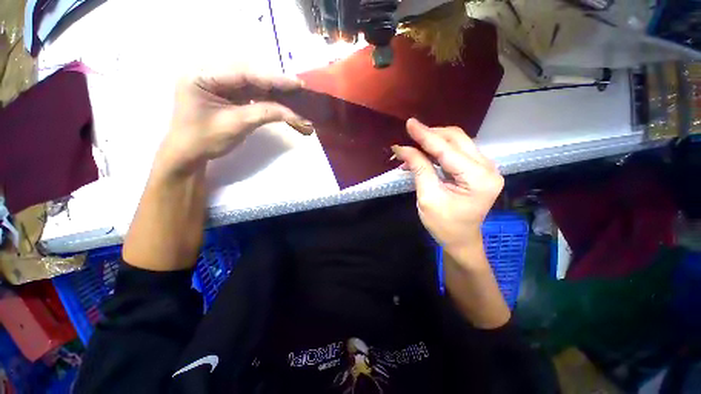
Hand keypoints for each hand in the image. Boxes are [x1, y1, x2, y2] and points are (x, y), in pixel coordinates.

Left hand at [156, 68, 304, 175]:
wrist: (189, 153)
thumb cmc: (205, 140)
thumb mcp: (236, 125)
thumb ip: (265, 113)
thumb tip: (294, 113)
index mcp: (202, 75)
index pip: (243, 72)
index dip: (272, 78)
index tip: (296, 83)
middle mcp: (210, 72)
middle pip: (249, 73)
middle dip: (275, 83)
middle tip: (299, 88)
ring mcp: (219, 82)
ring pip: (253, 82)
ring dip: (274, 90)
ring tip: (295, 95)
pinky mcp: (227, 92)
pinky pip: (251, 92)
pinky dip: (268, 98)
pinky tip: (282, 100)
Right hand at [391, 118, 503, 261]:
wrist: (461, 240)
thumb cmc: (444, 225)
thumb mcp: (428, 197)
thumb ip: (419, 169)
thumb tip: (403, 149)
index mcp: (478, 178)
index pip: (447, 150)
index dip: (426, 136)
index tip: (409, 124)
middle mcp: (488, 168)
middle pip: (457, 139)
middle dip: (431, 135)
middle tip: (410, 135)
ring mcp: (486, 167)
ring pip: (458, 142)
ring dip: (434, 141)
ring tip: (414, 147)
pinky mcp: (479, 169)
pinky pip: (458, 151)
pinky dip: (439, 150)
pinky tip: (425, 154)